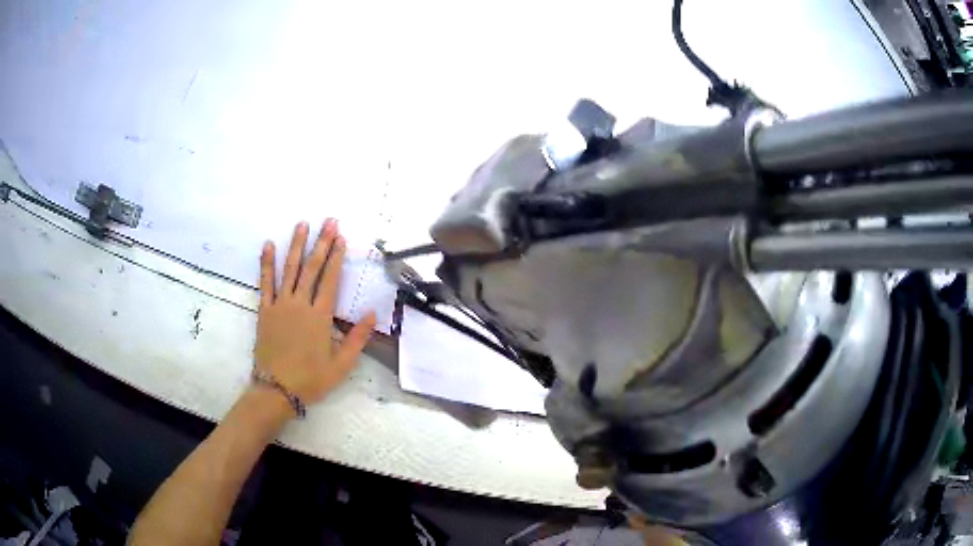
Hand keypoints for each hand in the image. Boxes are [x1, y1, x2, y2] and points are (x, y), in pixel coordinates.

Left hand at [253, 220, 375, 410]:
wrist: (277, 390)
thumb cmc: (311, 379)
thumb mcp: (342, 365)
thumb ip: (357, 338)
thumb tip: (372, 313)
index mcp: (320, 316)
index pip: (330, 279)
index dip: (336, 257)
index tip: (341, 238)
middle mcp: (300, 304)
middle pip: (312, 268)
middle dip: (321, 243)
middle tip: (329, 221)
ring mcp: (280, 305)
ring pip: (289, 269)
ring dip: (296, 245)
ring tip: (302, 224)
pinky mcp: (264, 311)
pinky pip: (265, 283)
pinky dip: (266, 263)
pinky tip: (268, 245)